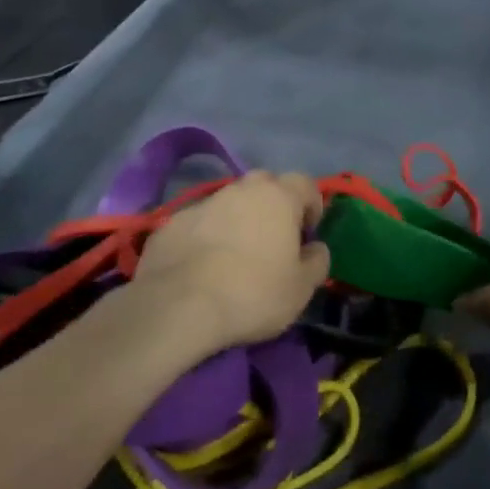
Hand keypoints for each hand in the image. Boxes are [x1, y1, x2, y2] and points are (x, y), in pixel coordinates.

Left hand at [135, 171, 330, 348]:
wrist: (178, 305)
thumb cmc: (252, 293)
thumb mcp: (301, 289)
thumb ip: (317, 262)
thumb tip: (316, 248)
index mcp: (278, 197)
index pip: (304, 183)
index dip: (311, 205)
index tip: (307, 233)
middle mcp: (241, 189)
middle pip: (265, 184)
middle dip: (273, 205)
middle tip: (273, 239)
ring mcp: (203, 202)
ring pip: (230, 202)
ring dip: (238, 219)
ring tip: (236, 256)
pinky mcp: (173, 222)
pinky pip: (201, 222)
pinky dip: (207, 236)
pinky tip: (203, 266)